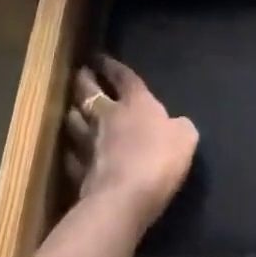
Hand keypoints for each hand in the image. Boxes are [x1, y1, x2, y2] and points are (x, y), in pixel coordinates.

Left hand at [64, 57, 198, 231]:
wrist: (124, 199)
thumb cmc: (158, 159)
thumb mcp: (185, 138)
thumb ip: (180, 127)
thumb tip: (176, 125)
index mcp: (136, 103)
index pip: (123, 77)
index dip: (112, 66)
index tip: (100, 56)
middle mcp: (108, 118)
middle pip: (90, 93)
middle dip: (84, 80)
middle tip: (80, 72)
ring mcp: (89, 145)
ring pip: (74, 122)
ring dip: (73, 113)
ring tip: (71, 108)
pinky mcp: (79, 174)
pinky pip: (71, 157)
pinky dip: (70, 151)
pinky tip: (69, 151)